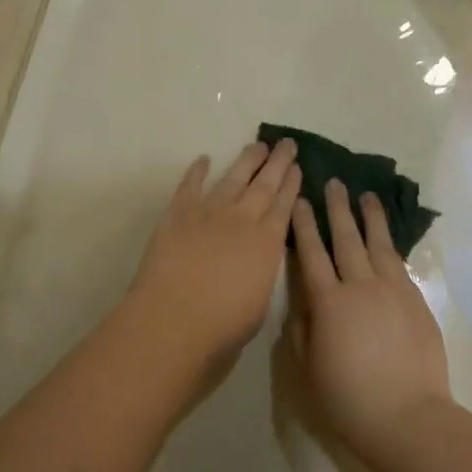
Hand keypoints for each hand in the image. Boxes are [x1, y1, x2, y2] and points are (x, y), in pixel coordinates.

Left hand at [118, 139, 301, 377]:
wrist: (174, 320)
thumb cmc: (222, 327)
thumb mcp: (259, 303)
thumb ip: (261, 274)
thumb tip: (258, 261)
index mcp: (267, 243)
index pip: (284, 206)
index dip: (291, 184)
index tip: (298, 167)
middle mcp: (242, 220)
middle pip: (264, 185)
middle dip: (277, 163)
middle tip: (286, 143)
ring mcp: (208, 213)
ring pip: (233, 178)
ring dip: (246, 160)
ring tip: (258, 144)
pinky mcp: (177, 214)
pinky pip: (190, 186)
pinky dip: (197, 171)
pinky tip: (204, 159)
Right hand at [287, 178, 452, 459]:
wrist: (407, 416)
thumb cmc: (348, 398)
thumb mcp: (309, 366)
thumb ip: (303, 328)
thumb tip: (304, 302)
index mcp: (328, 302)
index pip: (311, 253)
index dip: (304, 225)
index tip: (300, 200)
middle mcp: (359, 286)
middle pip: (345, 239)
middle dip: (337, 208)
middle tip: (333, 182)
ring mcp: (392, 290)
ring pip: (378, 244)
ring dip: (370, 217)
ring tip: (366, 195)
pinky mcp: (416, 300)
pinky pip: (399, 263)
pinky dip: (391, 244)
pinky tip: (387, 237)